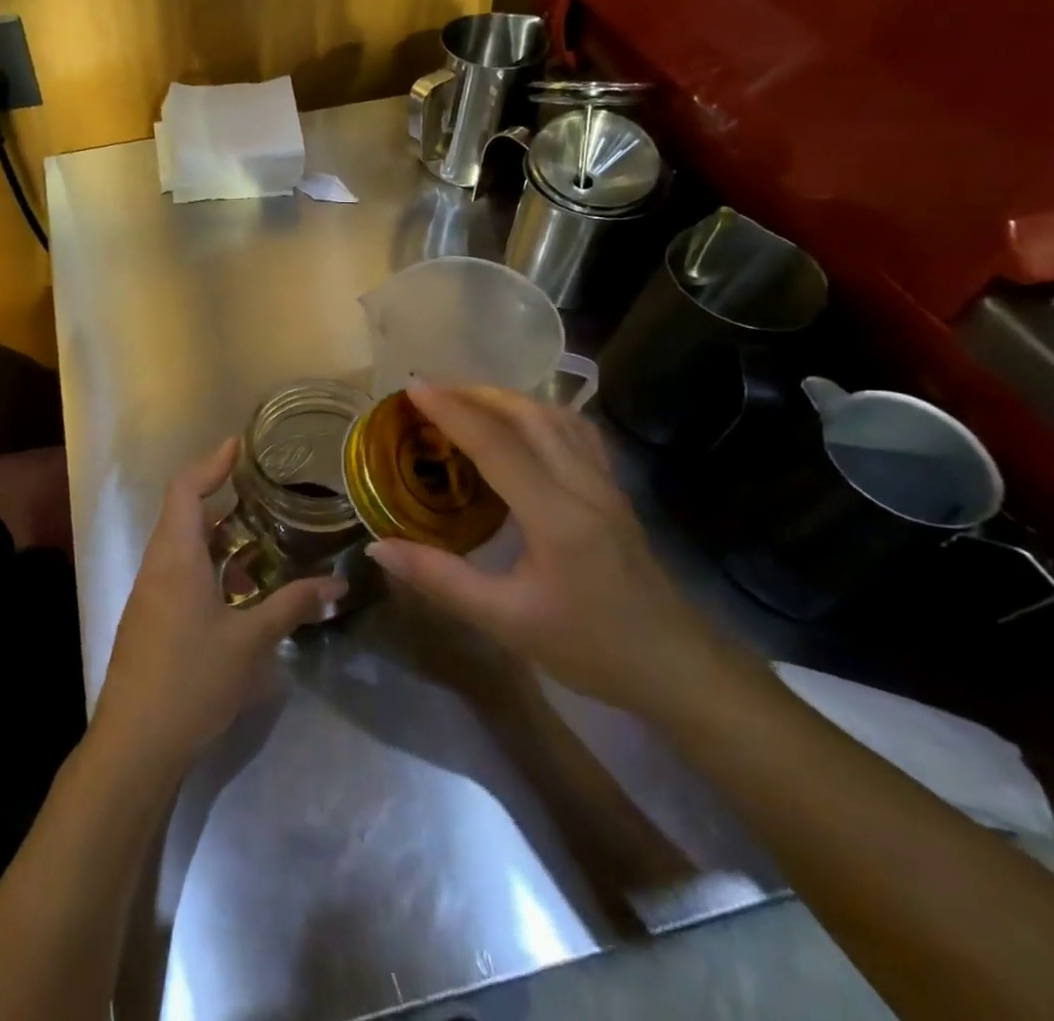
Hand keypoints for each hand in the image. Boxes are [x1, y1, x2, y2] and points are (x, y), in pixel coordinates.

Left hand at [90, 437, 346, 771]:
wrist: (134, 745)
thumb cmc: (190, 680)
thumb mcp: (250, 641)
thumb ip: (292, 606)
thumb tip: (337, 585)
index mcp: (175, 556)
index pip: (186, 488)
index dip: (212, 461)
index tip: (241, 444)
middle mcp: (158, 565)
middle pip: (185, 513)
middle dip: (224, 500)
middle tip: (267, 494)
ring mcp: (151, 594)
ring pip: (185, 547)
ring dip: (221, 539)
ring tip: (264, 543)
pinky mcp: (152, 620)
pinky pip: (182, 574)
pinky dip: (212, 568)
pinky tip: (243, 592)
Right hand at [365, 385, 730, 716]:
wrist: (675, 667)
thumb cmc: (589, 648)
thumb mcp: (505, 621)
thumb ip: (440, 579)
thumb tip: (377, 547)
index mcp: (556, 516)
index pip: (496, 445)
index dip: (452, 410)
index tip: (412, 386)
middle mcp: (583, 484)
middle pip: (528, 414)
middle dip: (475, 392)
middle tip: (429, 388)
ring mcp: (605, 482)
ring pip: (555, 415)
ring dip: (506, 397)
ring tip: (464, 397)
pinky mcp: (613, 488)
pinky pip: (574, 430)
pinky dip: (538, 411)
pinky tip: (519, 421)